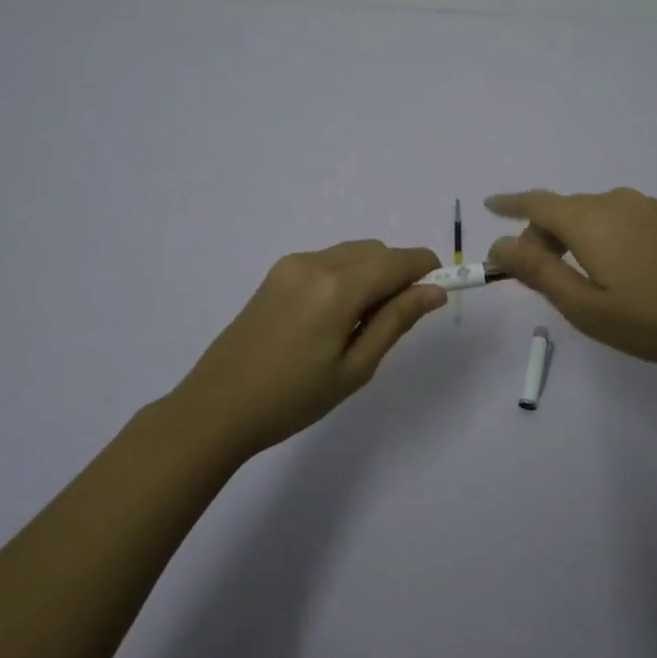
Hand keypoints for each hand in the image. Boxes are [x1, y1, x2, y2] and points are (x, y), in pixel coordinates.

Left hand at [172, 241, 445, 454]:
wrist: (218, 406)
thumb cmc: (293, 398)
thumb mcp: (355, 368)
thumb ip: (396, 321)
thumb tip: (434, 291)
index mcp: (338, 287)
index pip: (398, 260)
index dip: (425, 269)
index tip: (439, 290)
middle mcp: (316, 263)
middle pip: (376, 251)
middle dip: (398, 273)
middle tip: (396, 320)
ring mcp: (293, 265)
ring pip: (352, 253)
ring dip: (372, 273)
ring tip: (361, 323)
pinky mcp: (277, 273)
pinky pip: (328, 261)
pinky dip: (346, 275)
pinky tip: (334, 316)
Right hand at [485, 188, 656, 380]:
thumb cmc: (655, 320)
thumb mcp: (586, 307)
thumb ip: (539, 272)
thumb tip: (499, 245)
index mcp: (589, 220)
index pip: (536, 203)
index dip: (510, 204)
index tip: (490, 206)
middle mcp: (616, 202)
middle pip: (563, 210)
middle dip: (541, 236)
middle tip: (535, 276)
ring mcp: (648, 208)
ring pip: (592, 214)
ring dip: (571, 237)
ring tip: (576, 278)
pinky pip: (619, 218)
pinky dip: (600, 236)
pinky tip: (616, 270)